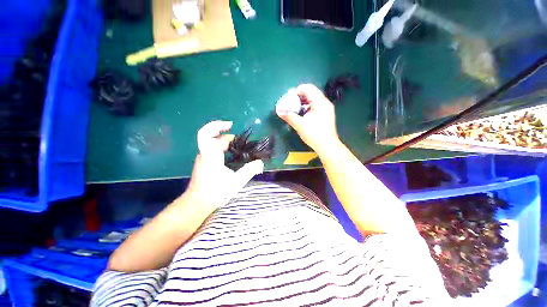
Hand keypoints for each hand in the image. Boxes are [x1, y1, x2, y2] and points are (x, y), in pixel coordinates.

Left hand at [185, 121, 263, 212]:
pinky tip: (233, 155)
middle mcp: (205, 154)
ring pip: (214, 143)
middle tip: (241, 142)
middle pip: (213, 137)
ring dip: (226, 142)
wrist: (198, 203)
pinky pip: (214, 149)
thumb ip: (249, 170)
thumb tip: (260, 162)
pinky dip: (223, 148)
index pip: (206, 134)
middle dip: (227, 136)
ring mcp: (204, 158)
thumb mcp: (236, 182)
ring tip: (239, 147)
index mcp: (210, 156)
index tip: (230, 125)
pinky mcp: (205, 162)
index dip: (216, 125)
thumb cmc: (215, 192)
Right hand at [277, 84, 341, 154]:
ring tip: (295, 108)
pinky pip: (316, 105)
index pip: (308, 88)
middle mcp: (325, 102)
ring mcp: (327, 108)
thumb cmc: (314, 135)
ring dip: (303, 101)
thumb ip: (289, 116)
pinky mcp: (326, 114)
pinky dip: (308, 106)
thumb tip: (279, 111)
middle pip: (311, 92)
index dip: (297, 91)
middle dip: (299, 96)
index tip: (289, 98)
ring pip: (314, 99)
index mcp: (320, 102)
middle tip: (291, 103)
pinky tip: (303, 114)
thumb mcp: (300, 125)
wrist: (328, 147)